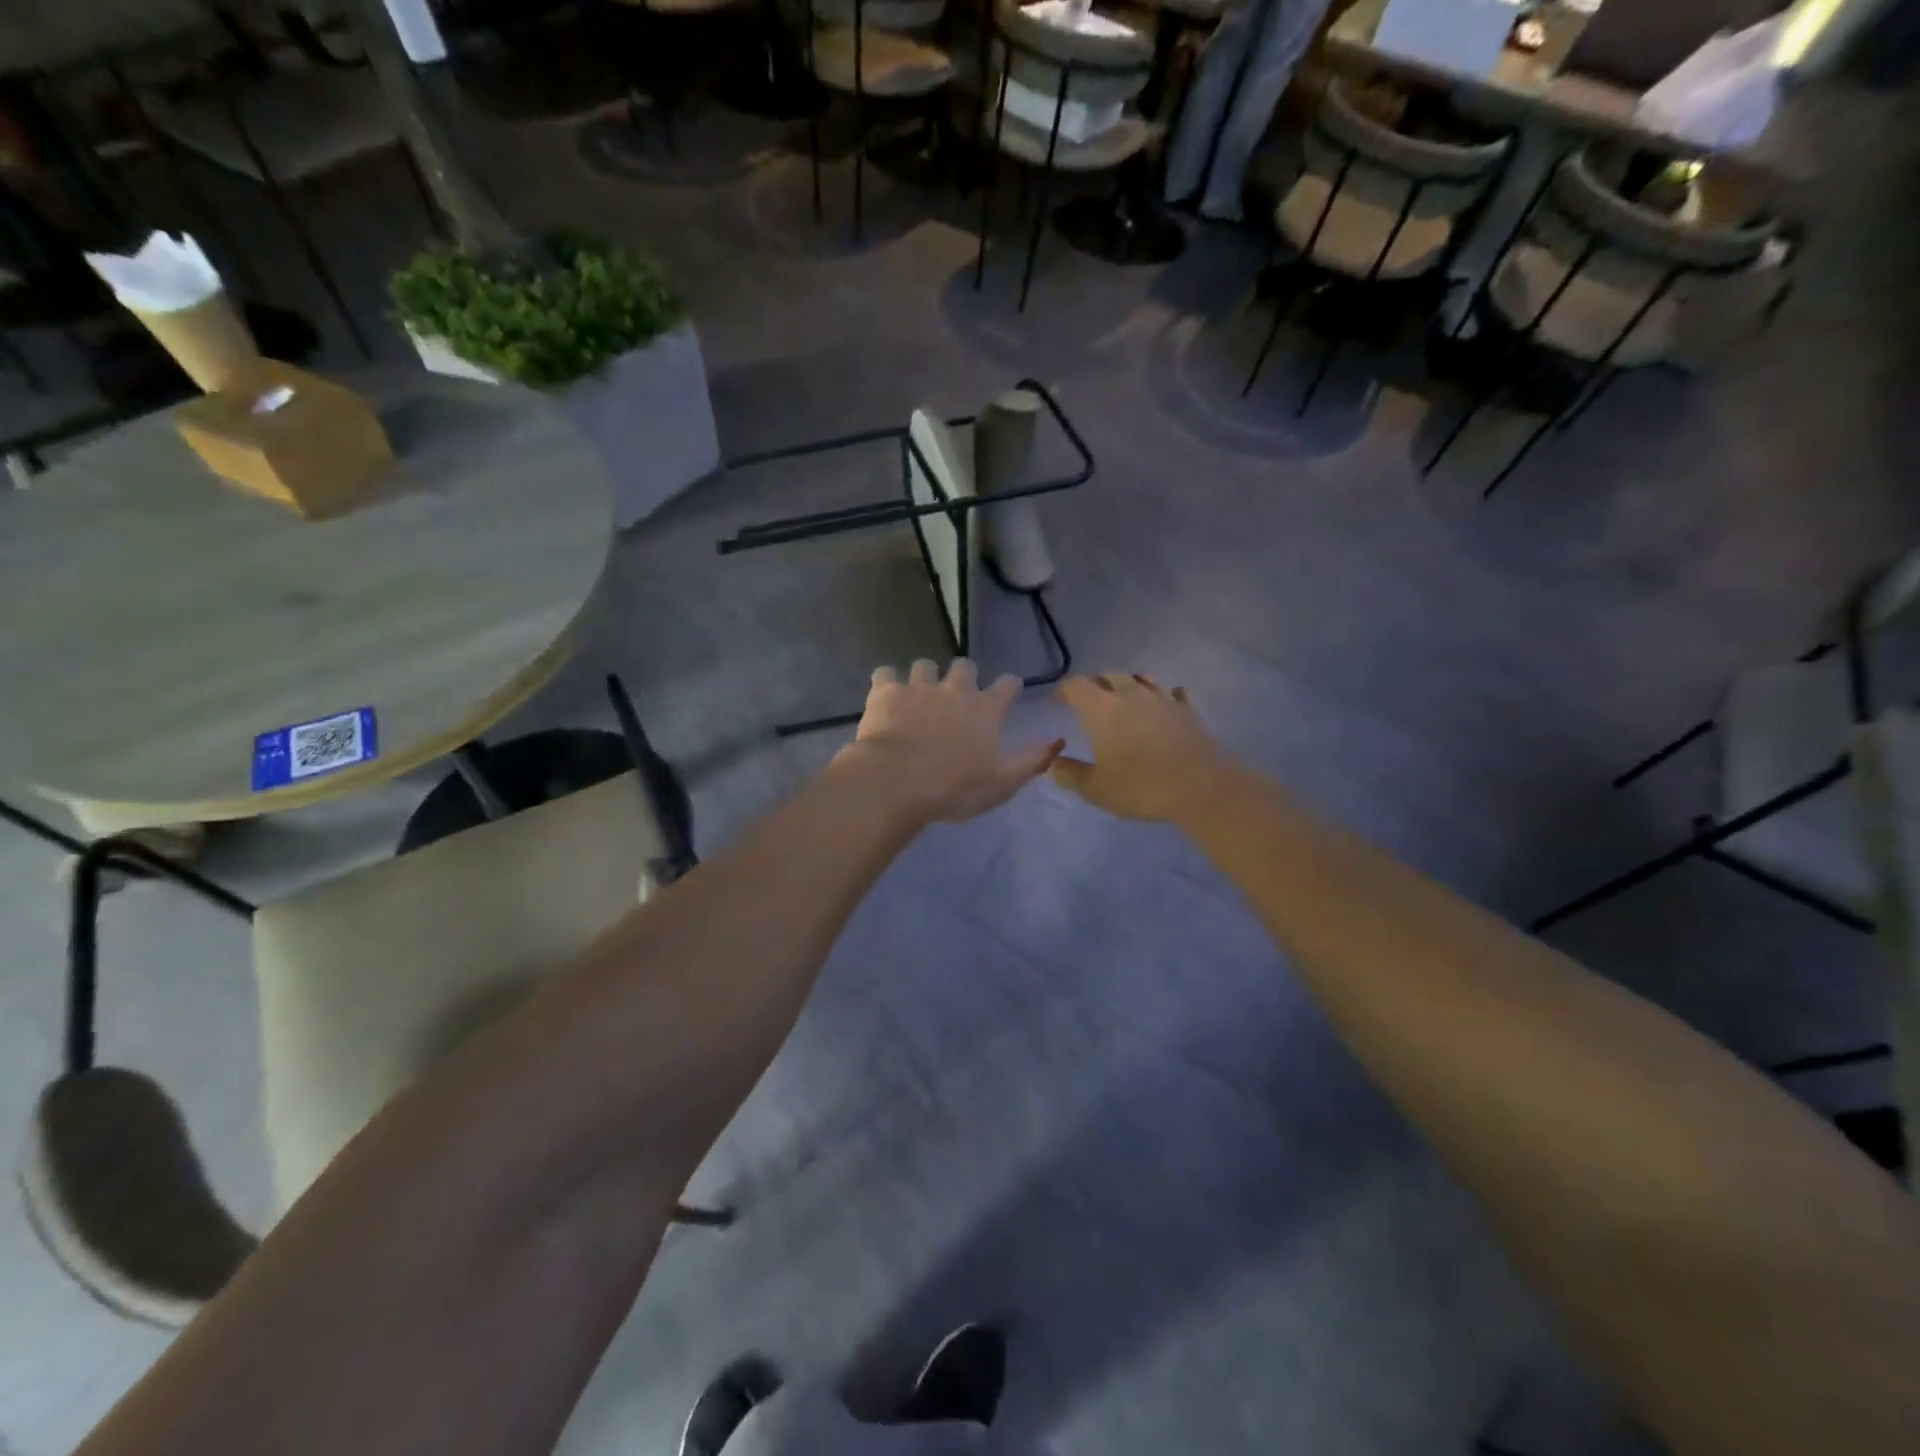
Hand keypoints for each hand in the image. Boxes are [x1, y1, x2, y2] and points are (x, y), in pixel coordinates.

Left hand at [838, 659, 1062, 823]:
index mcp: (985, 710)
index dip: (1009, 687)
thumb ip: (1032, 760)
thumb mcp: (1002, 783)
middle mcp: (954, 690)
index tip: (1007, 692)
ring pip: (924, 666)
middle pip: (964, 666)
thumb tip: (1058, 741)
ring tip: (919, 693)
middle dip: (964, 675)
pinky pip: (885, 674)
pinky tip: (886, 694)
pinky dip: (887, 682)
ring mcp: (918, 687)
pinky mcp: (885, 692)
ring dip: (925, 676)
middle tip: (958, 693)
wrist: (895, 781)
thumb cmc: (953, 788)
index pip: (1007, 685)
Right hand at [1051, 674, 1237, 821]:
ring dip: (1127, 684)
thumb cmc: (1141, 787)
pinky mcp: (1189, 710)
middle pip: (1108, 675)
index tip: (1056, 704)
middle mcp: (1131, 694)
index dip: (1063, 691)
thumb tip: (1054, 763)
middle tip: (1087, 702)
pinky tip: (1162, 707)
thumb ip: (1070, 774)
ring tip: (1123, 699)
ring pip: (1141, 678)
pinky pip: (1173, 692)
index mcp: (1102, 709)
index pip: (1076, 685)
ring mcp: (1163, 699)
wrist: (1202, 788)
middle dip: (1094, 685)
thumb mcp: (1095, 789)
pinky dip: (1163, 696)